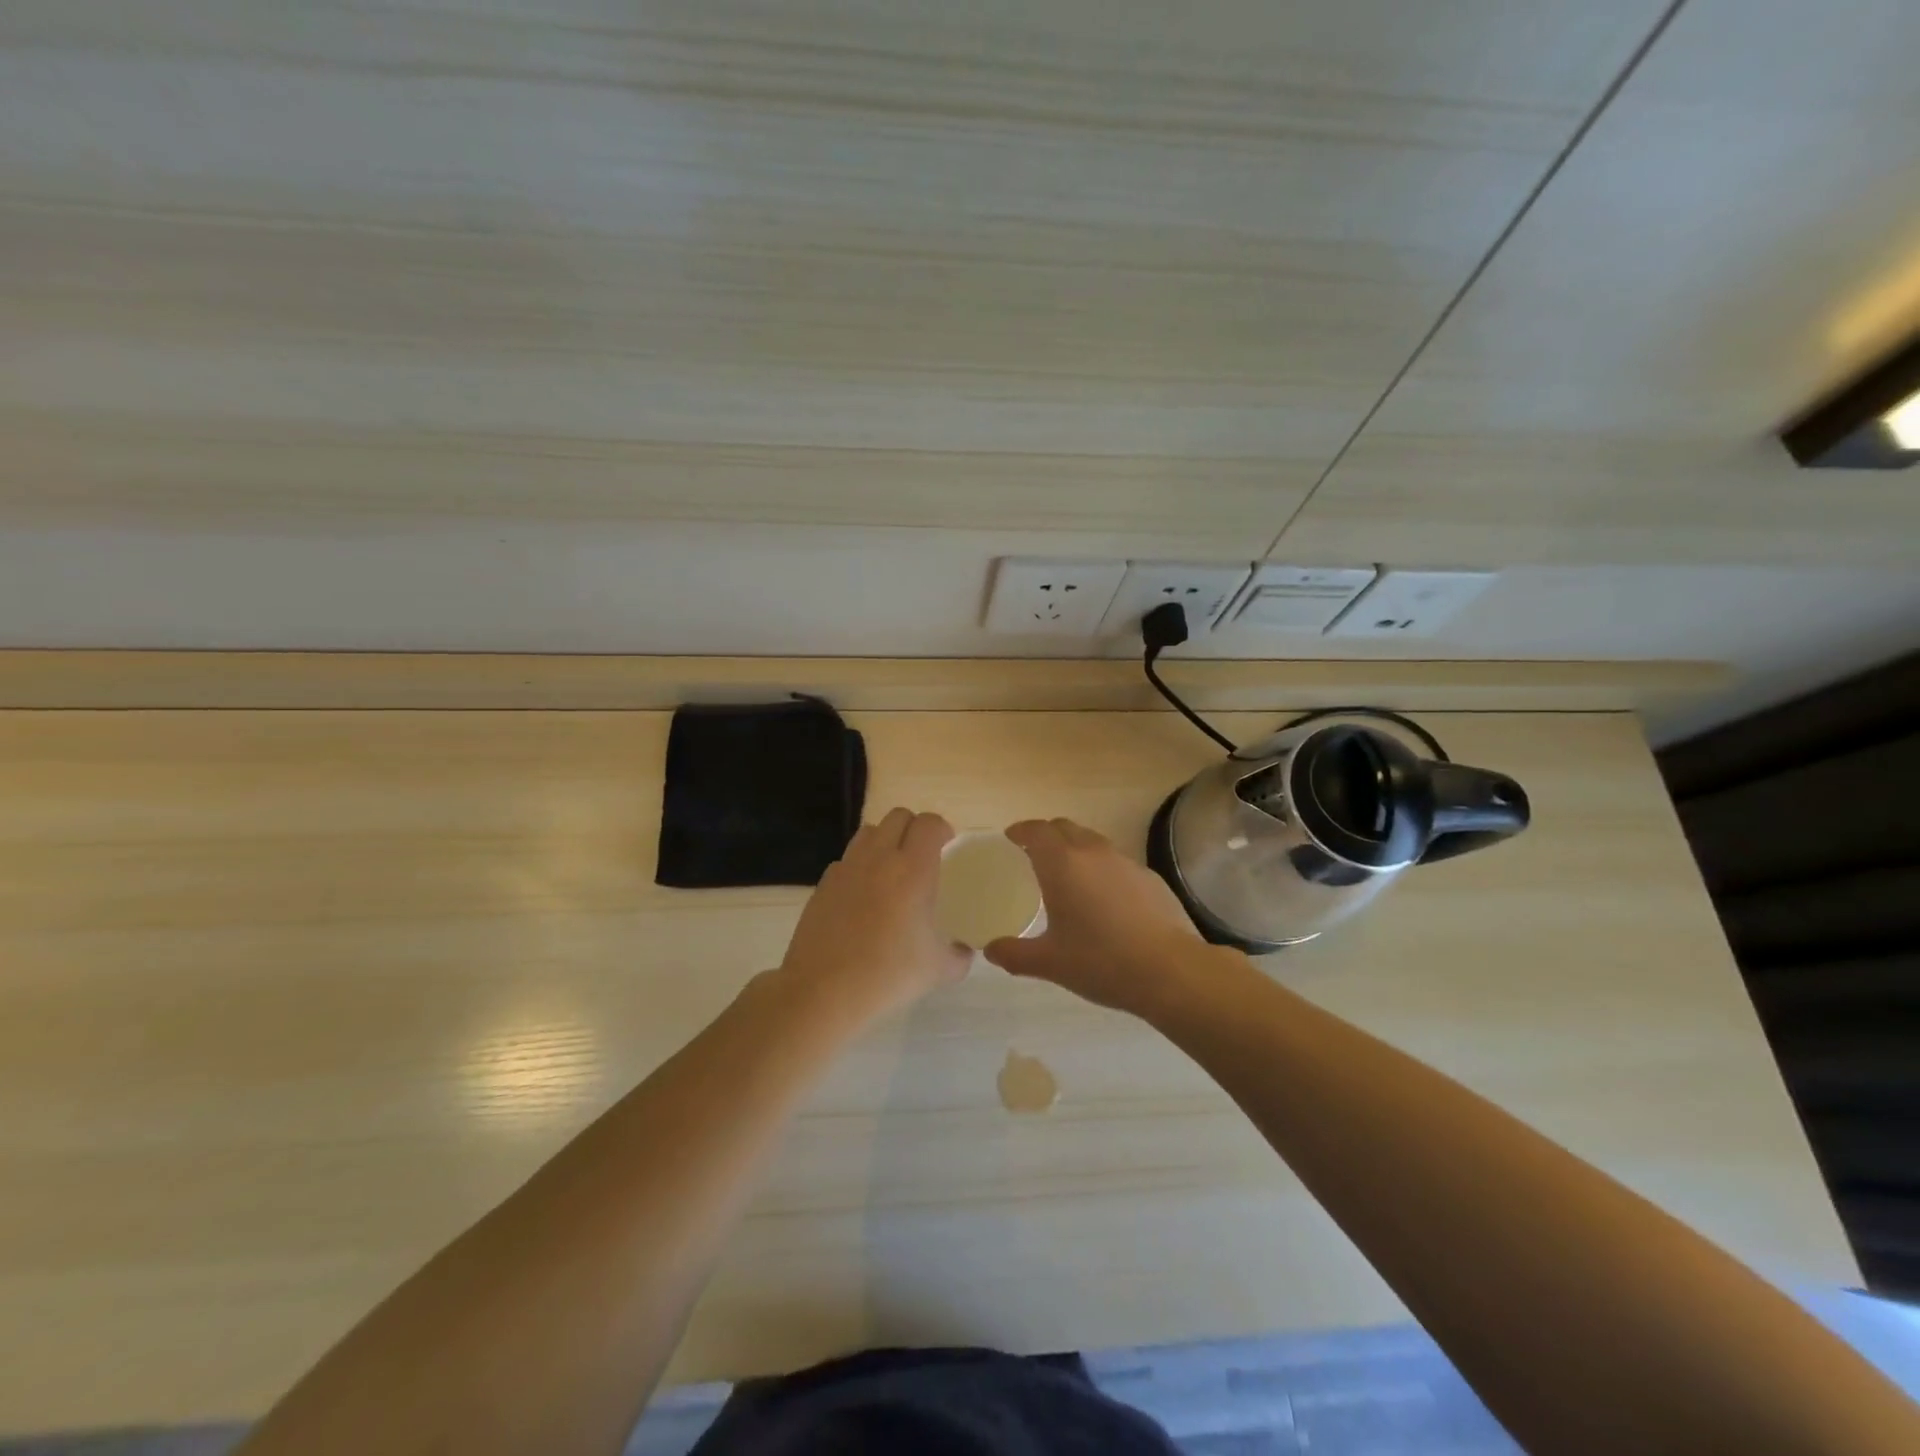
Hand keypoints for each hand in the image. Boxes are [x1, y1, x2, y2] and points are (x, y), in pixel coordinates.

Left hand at [775, 807, 971, 1028]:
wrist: (823, 991)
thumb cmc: (888, 974)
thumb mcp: (938, 970)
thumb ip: (959, 955)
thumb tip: (964, 951)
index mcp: (913, 870)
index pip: (929, 823)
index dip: (941, 829)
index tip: (948, 846)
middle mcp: (879, 858)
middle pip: (898, 816)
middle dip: (914, 828)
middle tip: (922, 856)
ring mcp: (847, 867)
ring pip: (869, 832)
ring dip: (885, 840)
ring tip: (891, 870)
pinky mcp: (823, 883)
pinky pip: (846, 859)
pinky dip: (859, 866)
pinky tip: (863, 896)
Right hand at [983, 818, 1210, 1018]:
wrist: (1170, 971)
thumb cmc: (1101, 961)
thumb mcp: (1050, 963)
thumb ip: (1014, 954)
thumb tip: (990, 950)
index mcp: (1062, 864)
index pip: (1037, 830)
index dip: (1021, 831)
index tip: (1011, 838)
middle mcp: (1093, 852)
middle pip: (1065, 827)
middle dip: (1046, 835)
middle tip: (1034, 854)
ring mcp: (1125, 862)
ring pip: (1092, 842)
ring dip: (1075, 849)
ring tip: (1068, 875)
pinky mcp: (1150, 877)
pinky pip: (1116, 862)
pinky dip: (1102, 868)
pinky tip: (1104, 898)